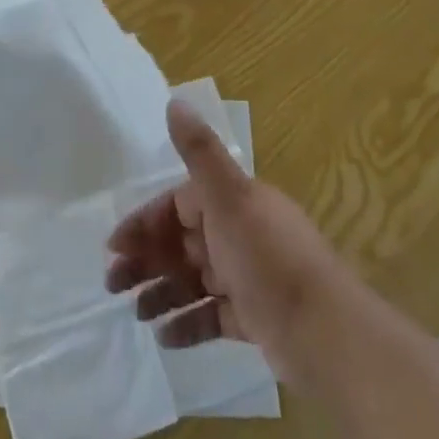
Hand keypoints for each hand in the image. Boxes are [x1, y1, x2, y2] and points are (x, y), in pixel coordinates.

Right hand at [105, 100, 348, 389]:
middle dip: (146, 260)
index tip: (114, 247)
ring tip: (136, 315)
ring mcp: (248, 278)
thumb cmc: (269, 258)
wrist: (325, 332)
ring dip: (162, 292)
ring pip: (194, 280)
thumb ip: (199, 151)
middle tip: (112, 285)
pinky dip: (188, 324)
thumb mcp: (229, 197)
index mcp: (232, 203)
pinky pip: (213, 316)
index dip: (145, 222)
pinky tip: (165, 338)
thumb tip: (175, 99)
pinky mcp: (255, 319)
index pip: (178, 205)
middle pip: (182, 243)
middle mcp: (239, 234)